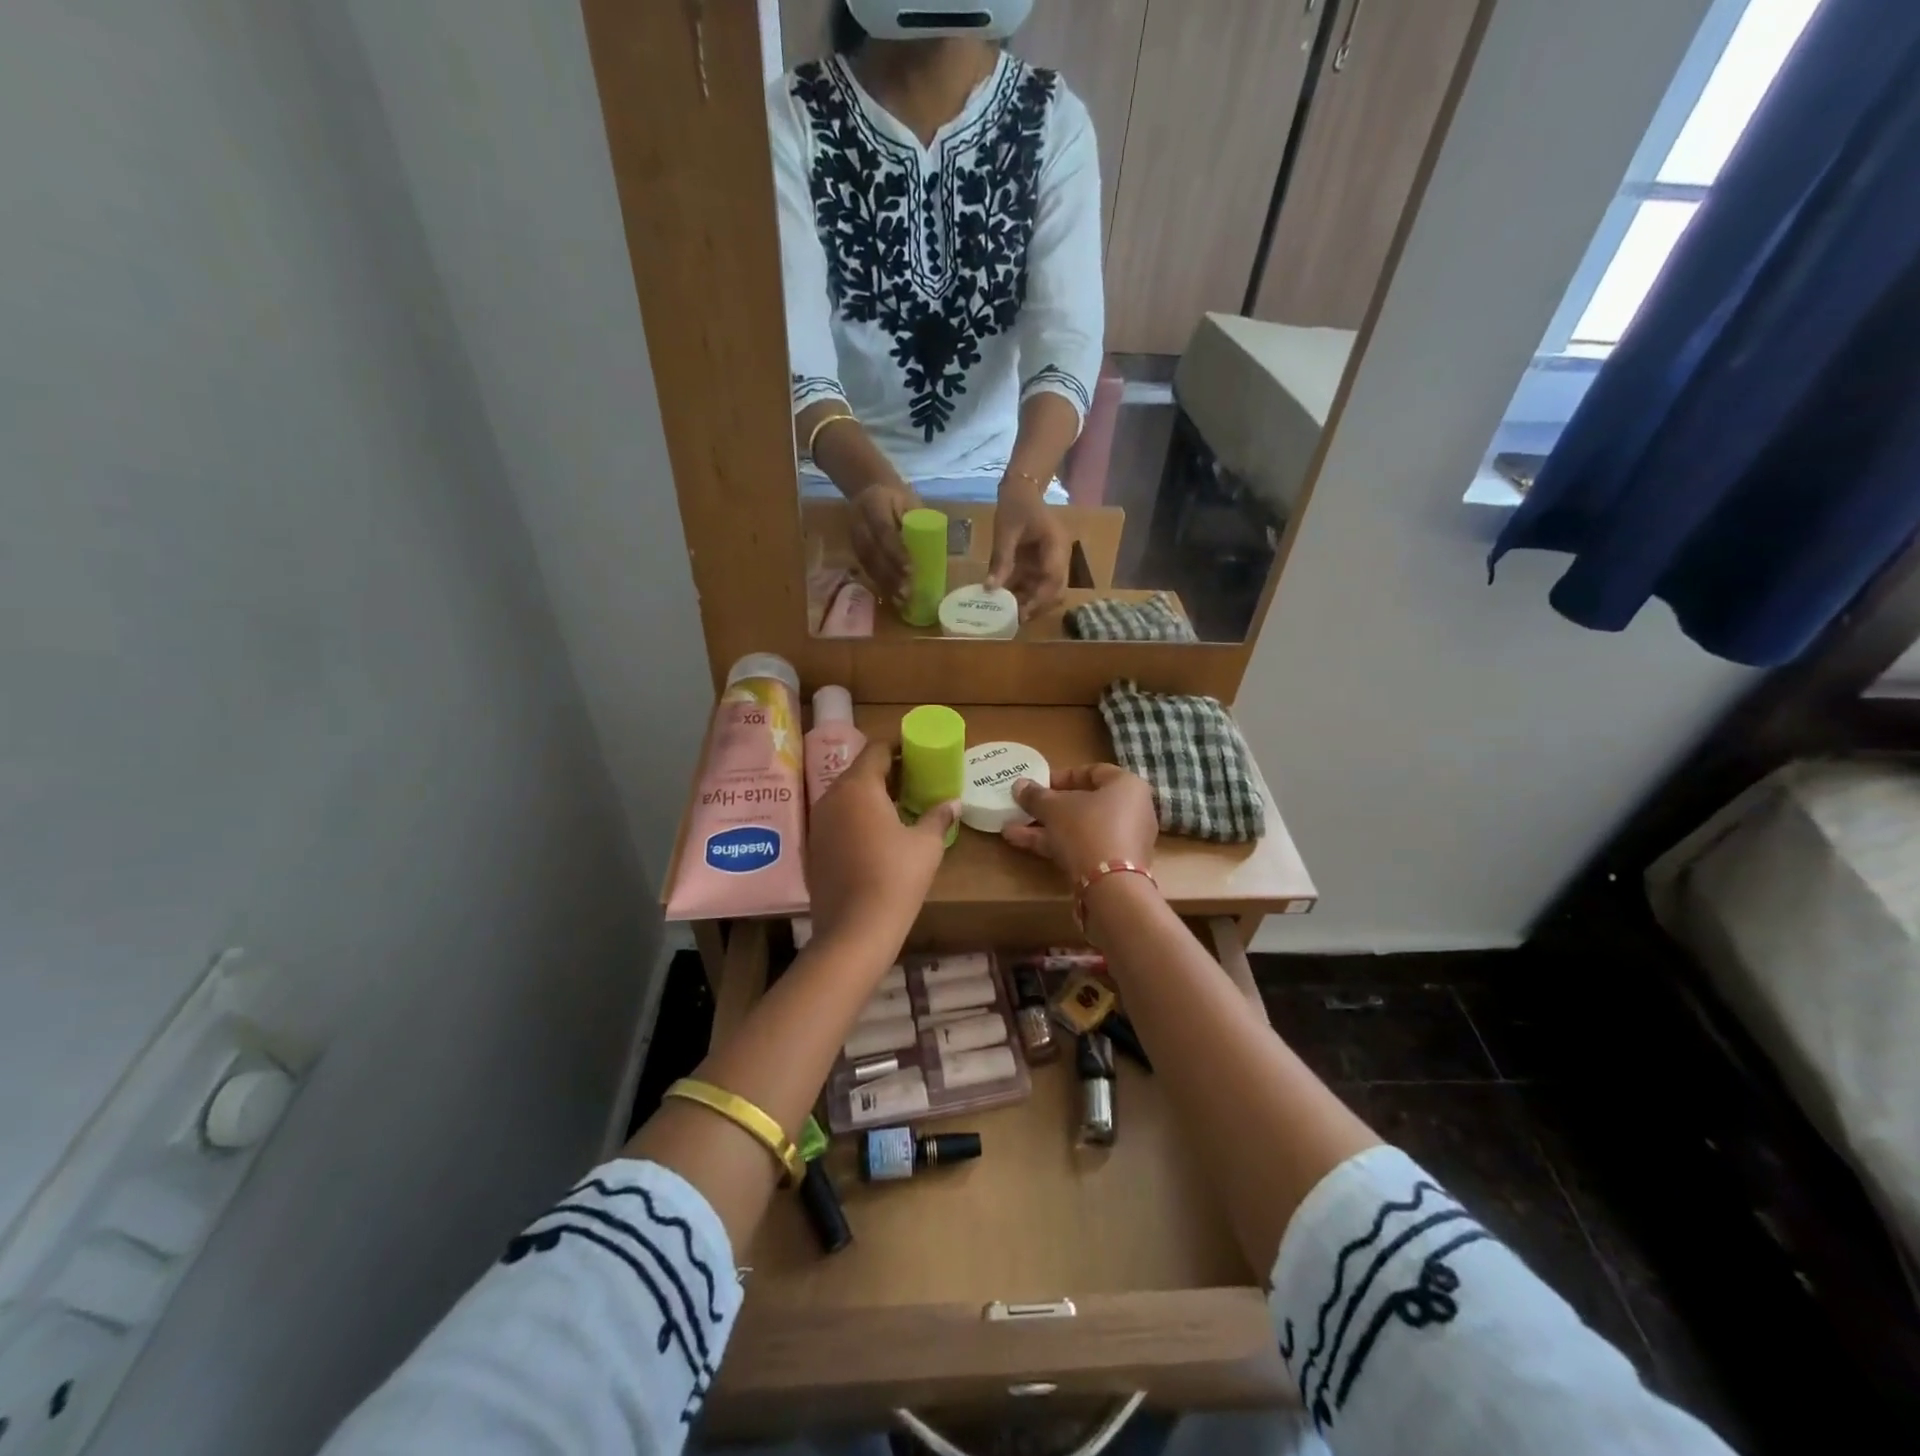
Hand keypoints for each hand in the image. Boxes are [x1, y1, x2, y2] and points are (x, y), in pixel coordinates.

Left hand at [809, 740, 958, 956]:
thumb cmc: (896, 878)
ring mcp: (818, 823)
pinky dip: (856, 818)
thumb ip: (938, 816)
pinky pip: (837, 819)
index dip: (900, 748)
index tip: (919, 754)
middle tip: (915, 781)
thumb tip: (953, 803)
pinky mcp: (813, 848)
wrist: (855, 930)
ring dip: (871, 796)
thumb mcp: (926, 845)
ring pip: (846, 796)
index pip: (877, 750)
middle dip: (887, 772)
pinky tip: (877, 836)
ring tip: (899, 807)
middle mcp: (831, 797)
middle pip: (859, 771)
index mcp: (858, 787)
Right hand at [849, 480, 916, 601]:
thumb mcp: (910, 502)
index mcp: (874, 503)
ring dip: (884, 583)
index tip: (910, 570)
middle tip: (907, 593)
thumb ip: (918, 523)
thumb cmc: (897, 497)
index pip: (884, 530)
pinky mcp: (854, 548)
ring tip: (901, 600)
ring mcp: (854, 536)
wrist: (869, 487)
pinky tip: (891, 595)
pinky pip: (865, 567)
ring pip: (867, 563)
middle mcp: (859, 520)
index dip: (896, 552)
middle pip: (872, 552)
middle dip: (890, 574)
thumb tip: (937, 552)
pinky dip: (879, 583)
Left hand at [987, 483, 1069, 620]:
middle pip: (1055, 590)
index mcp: (1056, 545)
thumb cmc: (1016, 505)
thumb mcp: (1005, 531)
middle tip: (1014, 619)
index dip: (1040, 598)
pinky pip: (1035, 585)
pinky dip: (1023, 594)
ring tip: (1007, 614)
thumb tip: (990, 588)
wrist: (1021, 489)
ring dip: (1029, 603)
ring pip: (1046, 591)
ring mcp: (1051, 561)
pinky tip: (1005, 601)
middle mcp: (1059, 557)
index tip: (1022, 612)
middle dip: (1037, 606)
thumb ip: (1001, 559)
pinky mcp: (1041, 564)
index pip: (1054, 578)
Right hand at [1002, 764, 1157, 884]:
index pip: (1094, 771)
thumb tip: (1019, 785)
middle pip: (1085, 803)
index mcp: (1127, 786)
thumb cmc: (1087, 829)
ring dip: (1044, 827)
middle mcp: (1131, 810)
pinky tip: (1021, 843)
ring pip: (1079, 828)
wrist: (1111, 887)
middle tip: (1023, 806)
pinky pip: (1082, 847)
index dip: (1062, 776)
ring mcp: (1123, 840)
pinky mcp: (1113, 866)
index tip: (1038, 783)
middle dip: (1049, 806)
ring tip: (1010, 827)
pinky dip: (1055, 844)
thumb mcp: (1054, 808)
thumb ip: (1036, 796)